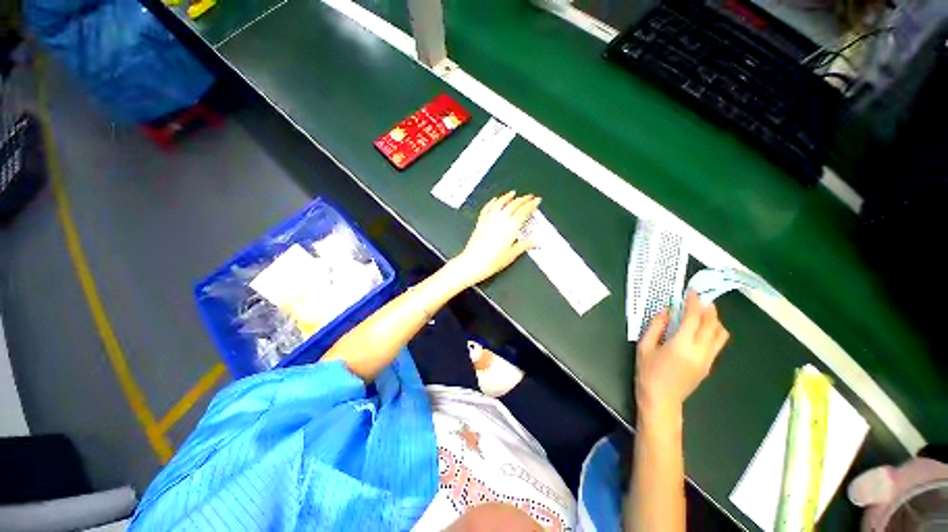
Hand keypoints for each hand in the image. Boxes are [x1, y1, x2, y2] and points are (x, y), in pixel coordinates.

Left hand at [452, 191, 540, 286]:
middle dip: (523, 199)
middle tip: (529, 196)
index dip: (531, 204)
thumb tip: (536, 241)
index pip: (523, 211)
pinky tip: (494, 200)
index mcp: (510, 227)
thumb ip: (525, 245)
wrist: (474, 263)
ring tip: (513, 193)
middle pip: (513, 205)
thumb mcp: (513, 254)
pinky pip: (487, 208)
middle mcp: (500, 220)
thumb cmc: (492, 260)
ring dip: (507, 197)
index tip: (537, 201)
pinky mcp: (481, 222)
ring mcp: (489, 220)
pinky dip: (492, 202)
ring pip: (500, 203)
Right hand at [635, 292, 728, 423]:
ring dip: (714, 320)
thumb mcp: (644, 346)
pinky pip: (717, 344)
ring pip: (720, 335)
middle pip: (712, 324)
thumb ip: (656, 326)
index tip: (692, 292)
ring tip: (702, 313)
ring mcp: (707, 359)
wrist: (661, 400)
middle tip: (700, 299)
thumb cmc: (648, 372)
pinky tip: (700, 330)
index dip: (694, 302)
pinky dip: (713, 331)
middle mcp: (700, 351)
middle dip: (708, 308)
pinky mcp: (708, 366)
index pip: (694, 318)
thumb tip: (666, 311)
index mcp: (682, 345)